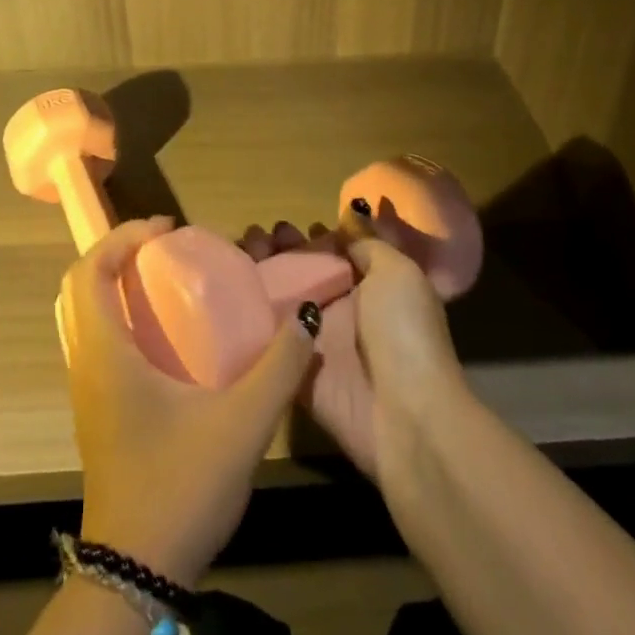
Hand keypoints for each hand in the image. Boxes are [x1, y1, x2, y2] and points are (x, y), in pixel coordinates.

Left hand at [61, 217, 315, 587]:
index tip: (168, 227)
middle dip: (120, 253)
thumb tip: (306, 316)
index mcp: (104, 354)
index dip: (123, 236)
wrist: (136, 577)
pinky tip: (170, 336)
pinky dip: (123, 316)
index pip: (89, 271)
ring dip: (119, 284)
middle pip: (81, 286)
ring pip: (87, 315)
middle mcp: (86, 364)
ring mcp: (88, 391)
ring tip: (169, 281)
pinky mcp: (98, 412)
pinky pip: (99, 341)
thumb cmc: (180, 488)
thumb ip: (280, 368)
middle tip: (167, 248)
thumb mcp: (242, 424)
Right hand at [241, 210, 463, 478]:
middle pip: (304, 274)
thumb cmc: (405, 333)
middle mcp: (343, 311)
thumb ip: (369, 244)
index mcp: (371, 285)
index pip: (334, 254)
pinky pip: (267, 340)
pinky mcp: (296, 373)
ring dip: (260, 276)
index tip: (286, 225)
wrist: (407, 417)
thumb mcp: (399, 273)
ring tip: (240, 252)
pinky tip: (226, 295)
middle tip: (256, 236)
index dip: (311, 238)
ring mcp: (318, 342)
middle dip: (280, 252)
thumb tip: (350, 218)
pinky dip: (247, 320)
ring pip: (281, 301)